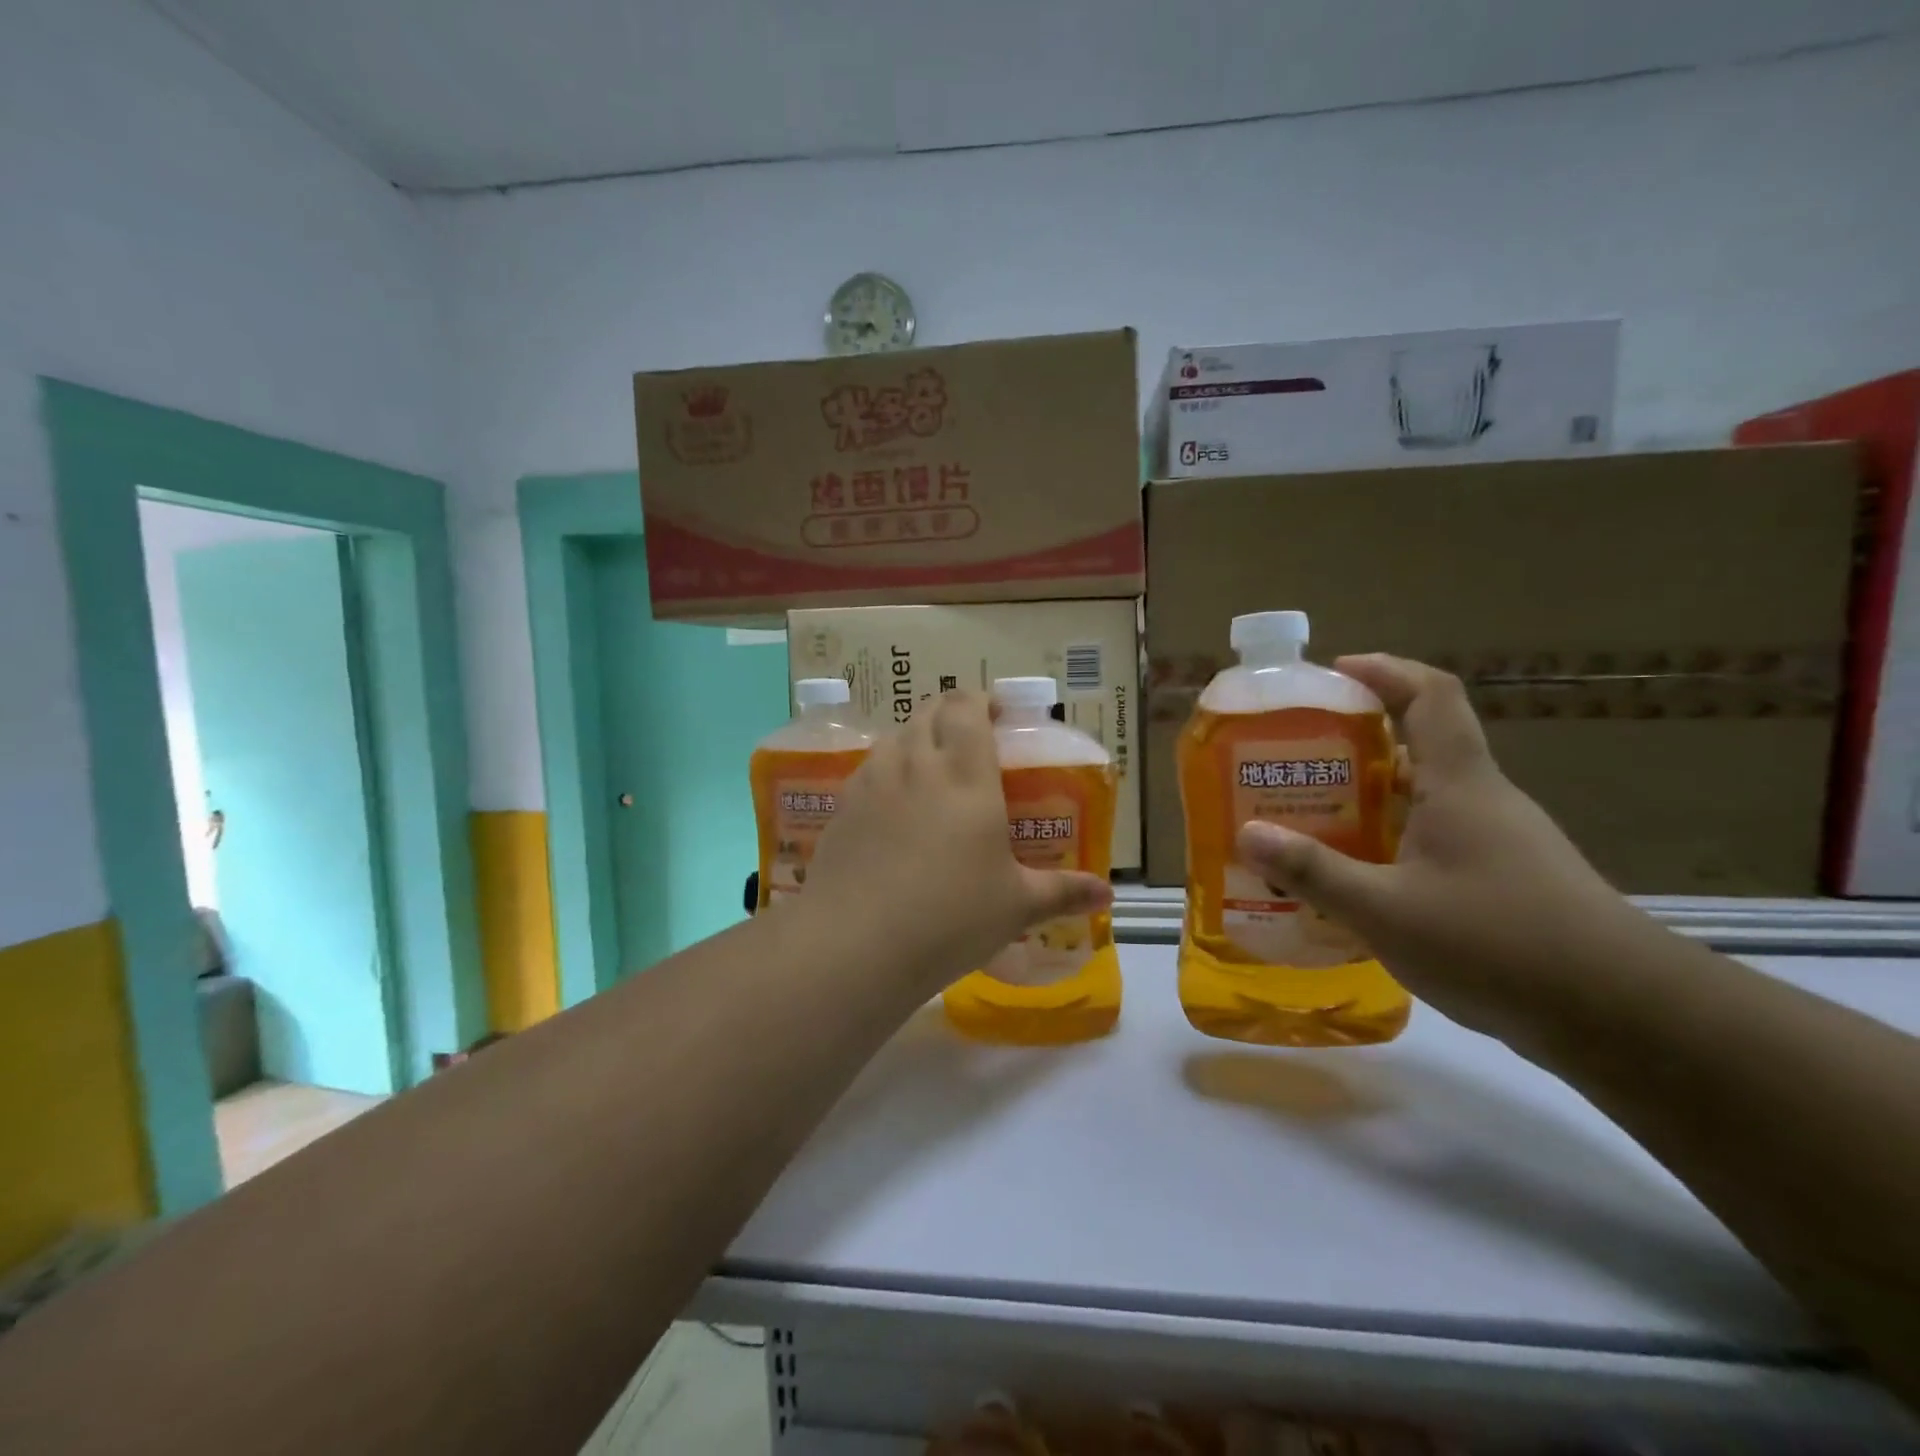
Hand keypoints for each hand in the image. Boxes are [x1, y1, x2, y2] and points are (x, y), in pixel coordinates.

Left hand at [801, 691, 1111, 996]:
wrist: (856, 943)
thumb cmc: (950, 917)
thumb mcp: (1016, 906)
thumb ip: (1063, 893)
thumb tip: (1106, 896)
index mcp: (965, 773)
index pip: (967, 706)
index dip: (981, 700)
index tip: (998, 716)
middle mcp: (916, 763)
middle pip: (929, 711)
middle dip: (951, 714)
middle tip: (970, 742)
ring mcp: (872, 782)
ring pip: (895, 735)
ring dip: (916, 738)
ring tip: (932, 771)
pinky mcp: (842, 806)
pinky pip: (868, 769)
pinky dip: (887, 770)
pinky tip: (894, 808)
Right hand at [1236, 654, 1644, 1042]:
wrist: (1624, 1018)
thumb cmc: (1499, 943)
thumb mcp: (1386, 910)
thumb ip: (1314, 872)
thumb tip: (1248, 834)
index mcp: (1460, 784)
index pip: (1430, 695)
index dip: (1384, 671)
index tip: (1334, 672)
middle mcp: (1482, 800)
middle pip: (1420, 747)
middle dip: (1356, 745)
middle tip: (1296, 762)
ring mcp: (1500, 842)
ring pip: (1425, 799)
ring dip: (1371, 801)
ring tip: (1311, 821)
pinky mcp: (1507, 881)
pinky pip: (1436, 841)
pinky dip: (1392, 844)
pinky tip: (1360, 882)